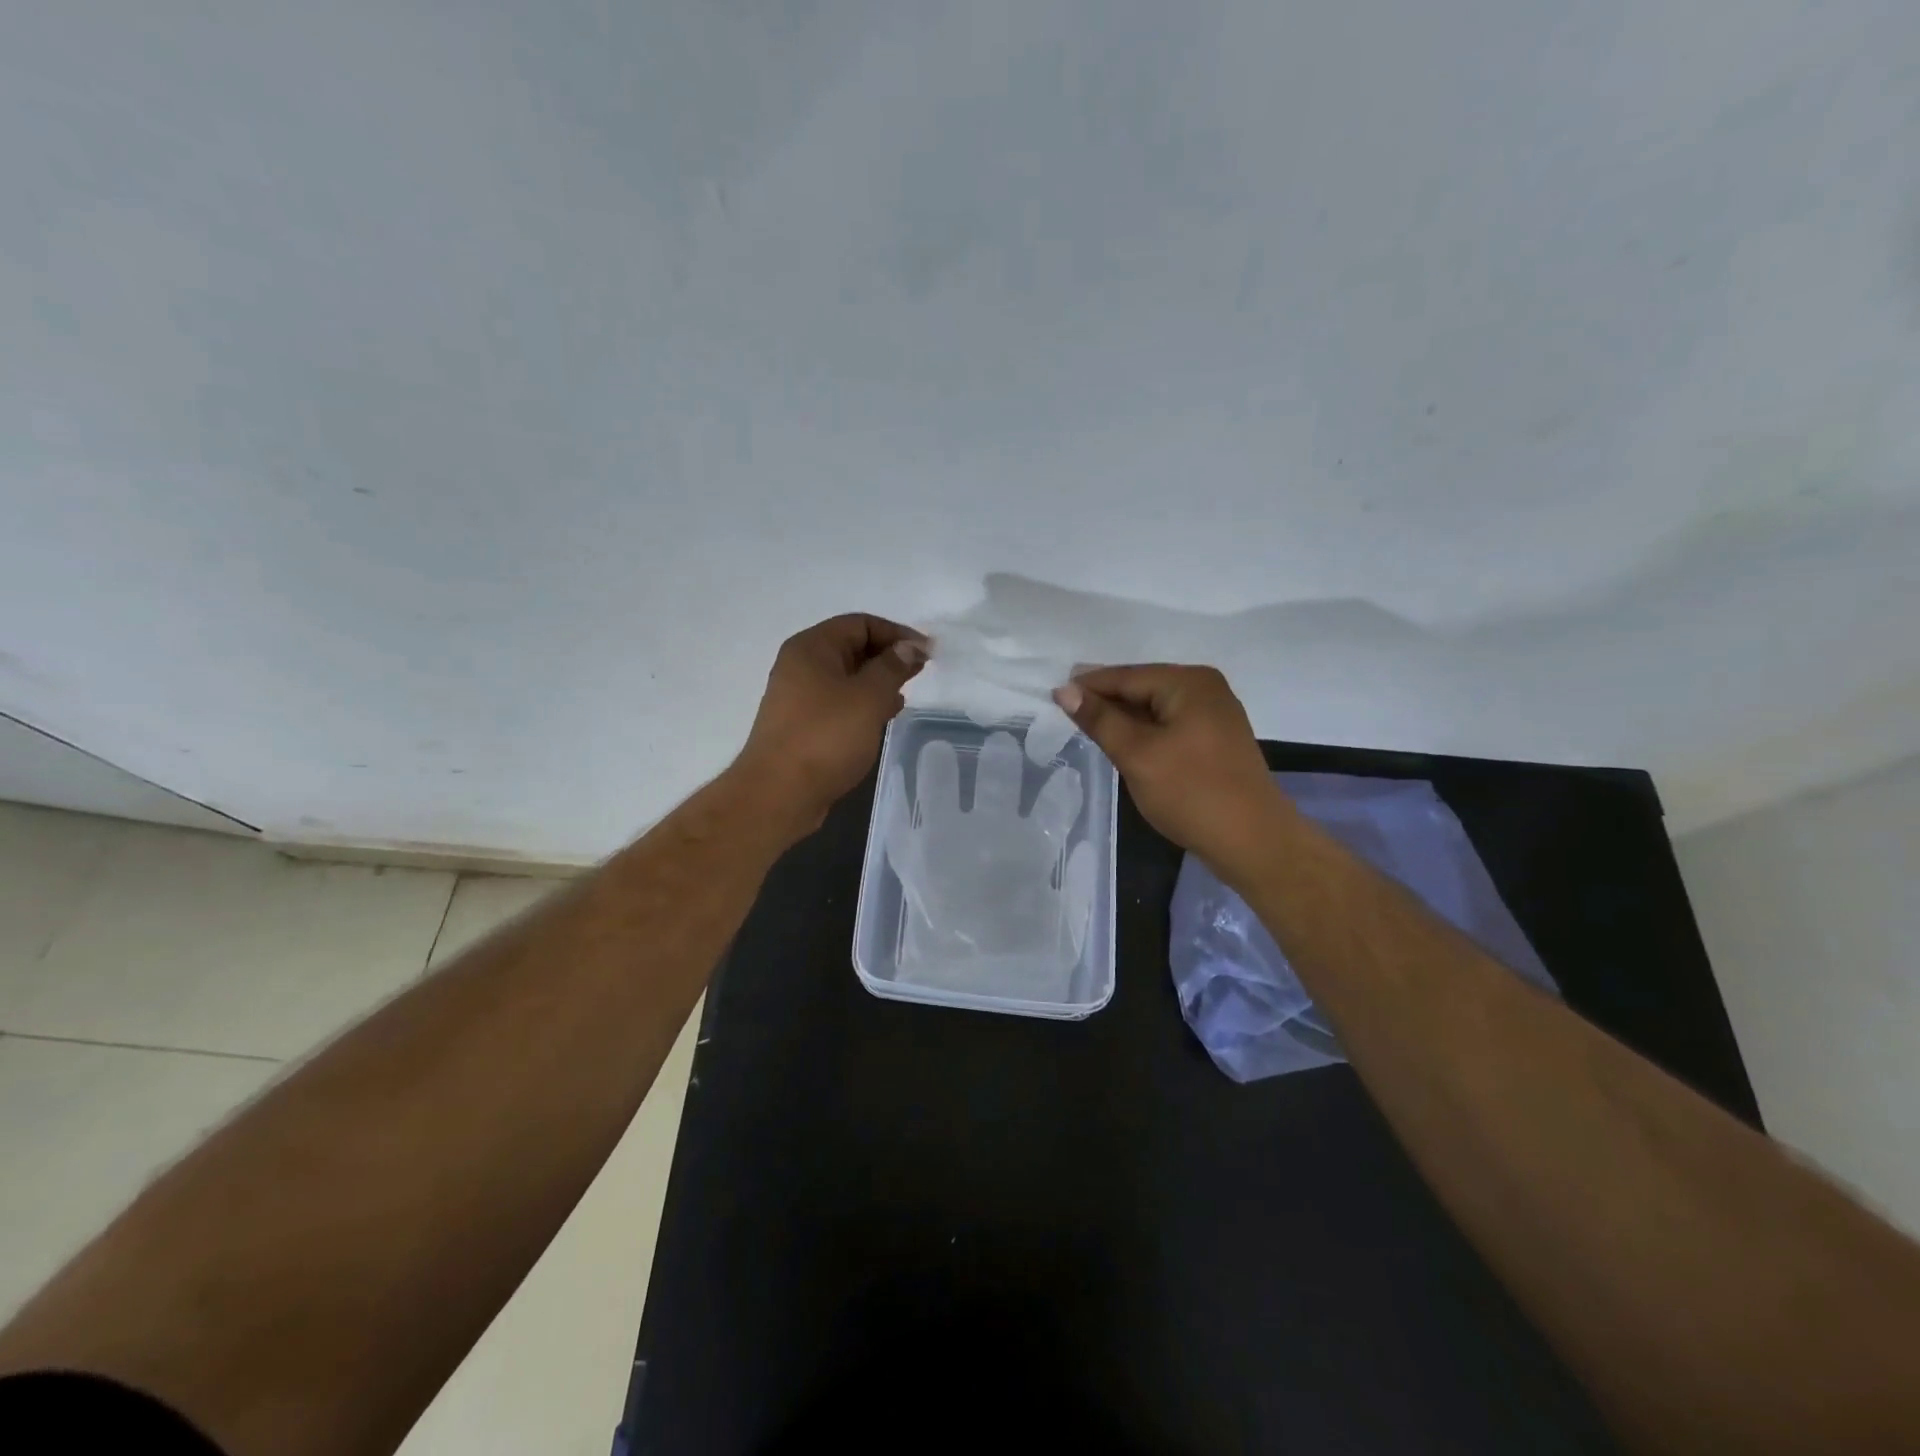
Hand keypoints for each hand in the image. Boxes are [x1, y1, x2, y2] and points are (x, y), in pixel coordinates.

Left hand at [734, 613, 927, 836]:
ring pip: (847, 677)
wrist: (779, 794)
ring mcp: (799, 696)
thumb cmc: (825, 737)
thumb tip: (909, 646)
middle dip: (888, 657)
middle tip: (921, 672)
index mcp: (812, 648)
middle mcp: (801, 665)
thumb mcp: (868, 697)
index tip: (927, 652)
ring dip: (878, 682)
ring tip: (906, 695)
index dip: (897, 633)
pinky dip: (863, 703)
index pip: (860, 624)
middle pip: (852, 648)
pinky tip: (883, 717)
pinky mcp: (803, 724)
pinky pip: (839, 702)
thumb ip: (892, 667)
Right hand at [1053, 664, 1289, 873]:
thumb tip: (1065, 689)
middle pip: (1142, 687)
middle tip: (1065, 714)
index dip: (1088, 685)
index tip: (1052, 696)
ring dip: (1124, 718)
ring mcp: (1214, 713)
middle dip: (1106, 701)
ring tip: (1089, 730)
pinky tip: (1124, 744)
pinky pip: (1169, 724)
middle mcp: (1205, 688)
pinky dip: (1144, 732)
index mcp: (1189, 683)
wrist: (1252, 842)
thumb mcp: (1137, 754)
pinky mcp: (1215, 739)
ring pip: (1155, 708)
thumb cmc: (1191, 793)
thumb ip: (1100, 720)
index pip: (1126, 676)